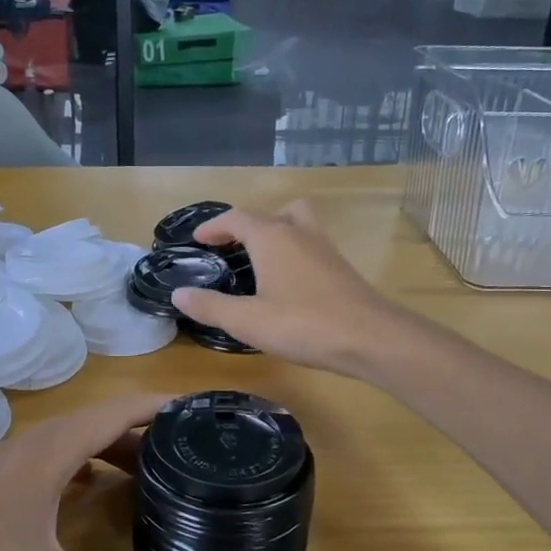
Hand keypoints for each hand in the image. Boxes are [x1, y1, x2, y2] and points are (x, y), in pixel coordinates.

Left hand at [0, 394, 215, 550]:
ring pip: (71, 443)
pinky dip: (85, 469)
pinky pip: (51, 464)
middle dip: (146, 429)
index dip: (162, 405)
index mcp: (46, 454)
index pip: (116, 410)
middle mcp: (25, 448)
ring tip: (156, 472)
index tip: (206, 411)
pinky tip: (97, 496)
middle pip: (97, 422)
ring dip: (113, 449)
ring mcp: (2, 469)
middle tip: (194, 449)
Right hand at [172, 200, 405, 375]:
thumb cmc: (303, 324)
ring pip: (299, 225)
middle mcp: (300, 233)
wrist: (371, 338)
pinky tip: (288, 287)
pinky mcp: (341, 269)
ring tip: (260, 263)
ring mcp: (325, 249)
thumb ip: (211, 306)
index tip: (197, 239)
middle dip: (249, 225)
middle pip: (273, 212)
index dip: (214, 226)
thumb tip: (178, 294)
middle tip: (233, 247)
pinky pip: (311, 248)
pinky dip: (294, 255)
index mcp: (272, 237)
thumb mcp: (247, 321)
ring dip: (277, 235)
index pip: (236, 218)